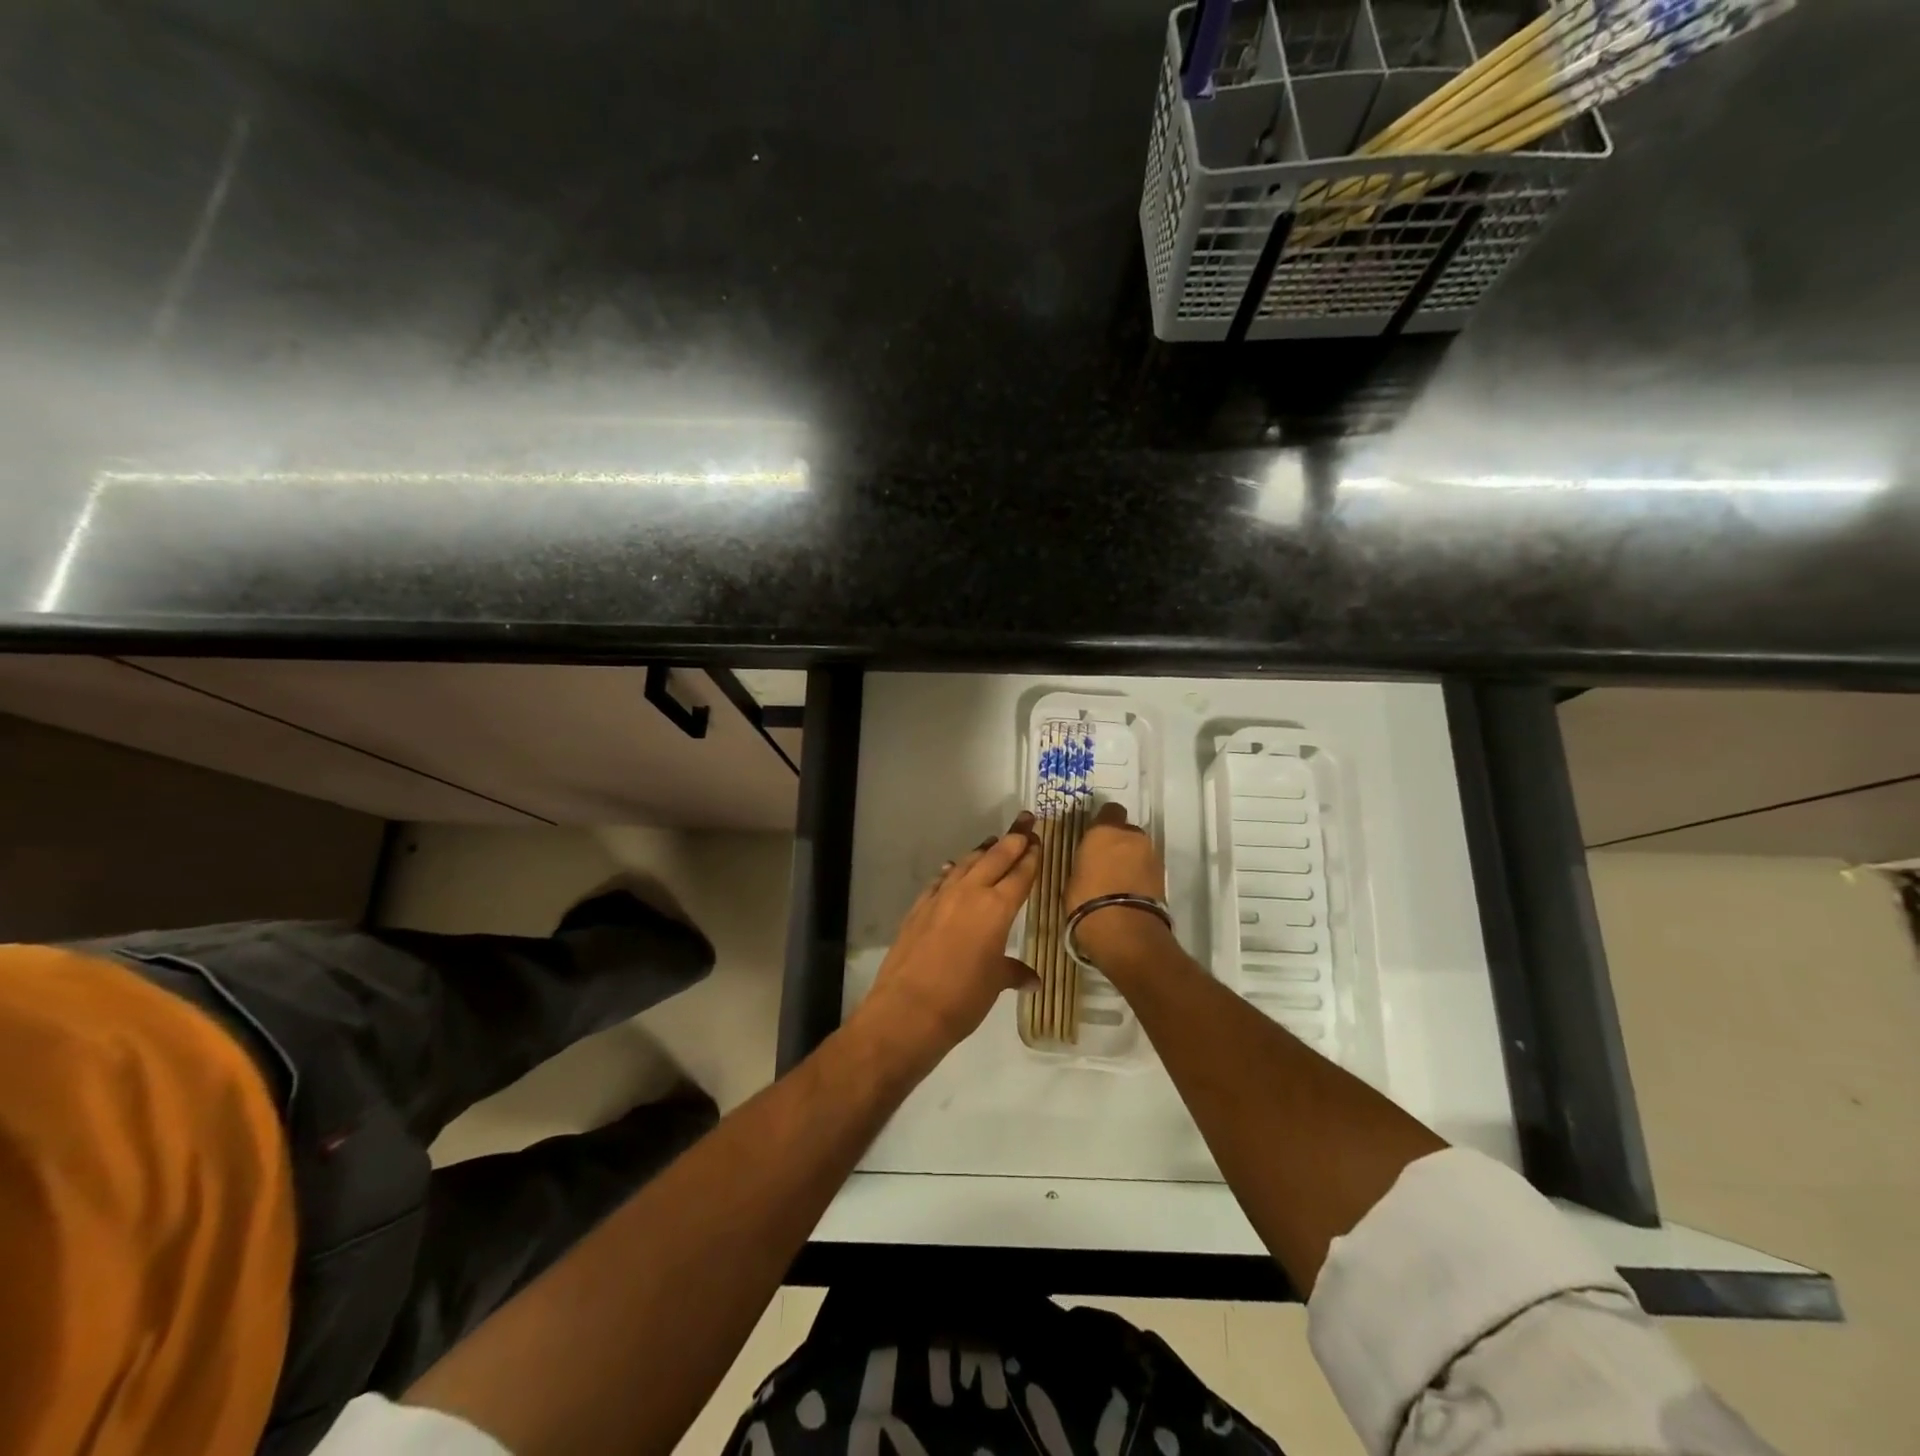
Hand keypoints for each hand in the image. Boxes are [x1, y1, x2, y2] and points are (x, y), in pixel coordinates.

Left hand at [855, 813, 1041, 1067]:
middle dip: (1013, 838)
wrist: (908, 1008)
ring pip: (966, 863)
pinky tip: (953, 867)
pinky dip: (951, 871)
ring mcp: (941, 897)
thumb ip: (1013, 973)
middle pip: (996, 858)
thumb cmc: (963, 997)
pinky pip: (940, 880)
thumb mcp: (994, 984)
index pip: (1020, 875)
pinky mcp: (919, 907)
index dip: (1031, 856)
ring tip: (993, 841)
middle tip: (1025, 820)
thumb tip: (1033, 980)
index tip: (1038, 839)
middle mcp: (970, 893)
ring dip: (982, 851)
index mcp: (997, 909)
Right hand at [1064, 803, 1171, 966]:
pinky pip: (1147, 869)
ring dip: (1132, 860)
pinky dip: (1140, 876)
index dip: (1104, 822)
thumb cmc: (1086, 899)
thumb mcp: (1074, 876)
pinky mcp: (1163, 877)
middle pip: (1127, 832)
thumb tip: (1091, 864)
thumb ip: (1086, 862)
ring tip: (1119, 882)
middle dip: (1120, 843)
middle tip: (1107, 862)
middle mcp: (1132, 836)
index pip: (1110, 810)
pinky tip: (1129, 892)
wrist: (1123, 929)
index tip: (1096, 836)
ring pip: (1140, 851)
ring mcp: (1151, 855)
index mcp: (1105, 831)